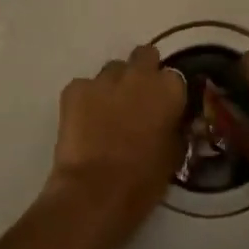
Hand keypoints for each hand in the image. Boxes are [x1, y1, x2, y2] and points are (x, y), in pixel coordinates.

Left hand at [0, 44, 184, 248]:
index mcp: (169, 89)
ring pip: (112, 71)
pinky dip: (85, 99)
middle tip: (137, 99)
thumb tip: (171, 122)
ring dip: (114, 86)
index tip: (163, 107)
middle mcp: (139, 74)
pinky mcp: (74, 88)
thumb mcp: (174, 154)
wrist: (95, 193)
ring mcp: (104, 79)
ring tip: (107, 113)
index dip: (167, 92)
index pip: (174, 77)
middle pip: (144, 56)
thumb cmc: (143, 180)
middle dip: (142, 72)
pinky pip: (84, 86)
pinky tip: (84, 122)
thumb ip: (174, 128)